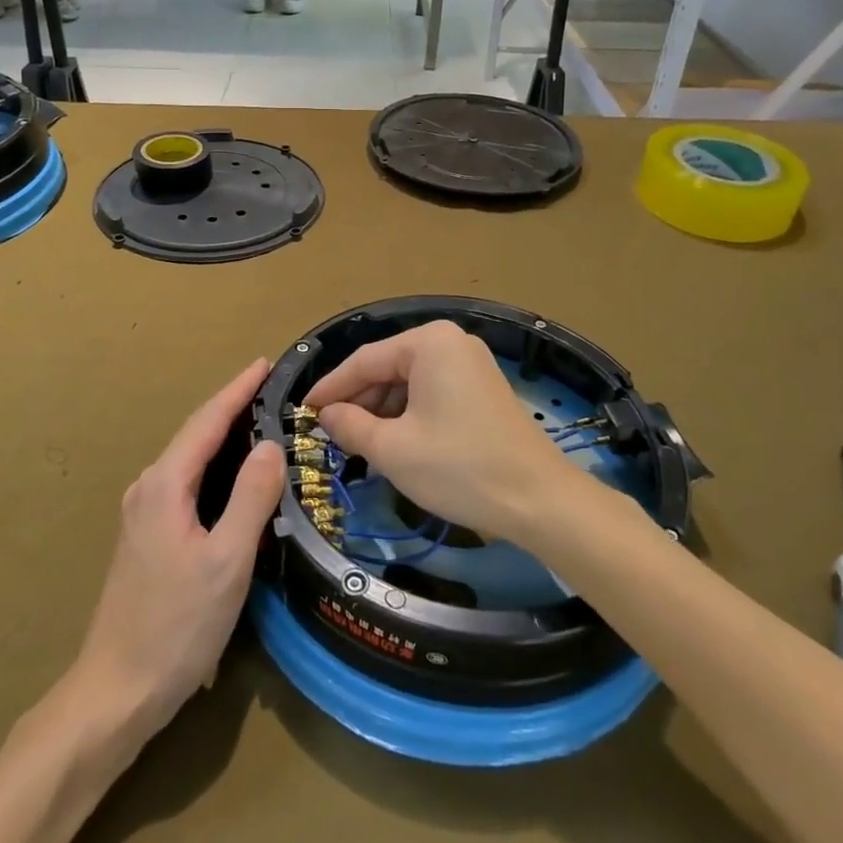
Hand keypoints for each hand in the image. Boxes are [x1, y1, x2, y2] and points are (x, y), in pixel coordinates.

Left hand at [74, 359, 283, 736]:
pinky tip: (236, 478)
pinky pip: (186, 484)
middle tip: (274, 391)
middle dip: (232, 408)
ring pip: (190, 460)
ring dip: (224, 437)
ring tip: (262, 424)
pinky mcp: (147, 537)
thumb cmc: (176, 626)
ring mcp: (143, 513)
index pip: (207, 422)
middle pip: (196, 435)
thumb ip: (250, 498)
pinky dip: (215, 467)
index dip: (237, 390)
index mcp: (165, 485)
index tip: (264, 362)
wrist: (116, 690)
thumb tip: (270, 445)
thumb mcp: (226, 561)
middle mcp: (148, 488)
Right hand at [304, 321, 582, 544]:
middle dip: (359, 403)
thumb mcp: (393, 449)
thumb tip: (326, 414)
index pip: (364, 361)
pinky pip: (431, 394)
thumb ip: (350, 425)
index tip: (303, 411)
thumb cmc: (459, 467)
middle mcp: (451, 342)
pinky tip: (394, 445)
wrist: (539, 500)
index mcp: (429, 342)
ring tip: (359, 447)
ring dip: (382, 413)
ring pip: (409, 384)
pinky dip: (408, 417)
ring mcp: (471, 365)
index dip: (330, 388)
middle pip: (388, 369)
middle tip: (331, 436)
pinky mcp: (482, 389)